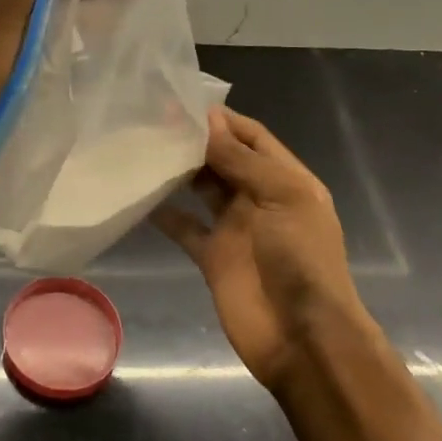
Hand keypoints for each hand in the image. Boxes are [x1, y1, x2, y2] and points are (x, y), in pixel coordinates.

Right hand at [153, 108, 367, 391]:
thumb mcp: (281, 197)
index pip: (251, 137)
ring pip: (201, 188)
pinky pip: (184, 227)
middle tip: (151, 120)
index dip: (221, 119)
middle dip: (194, 140)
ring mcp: (235, 227)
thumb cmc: (301, 258)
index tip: (180, 102)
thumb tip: (208, 119)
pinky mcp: (212, 256)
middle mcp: (259, 198)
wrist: (302, 338)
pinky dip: (164, 213)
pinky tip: (139, 196)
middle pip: (223, 159)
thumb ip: (242, 159)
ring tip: (142, 148)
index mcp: (285, 179)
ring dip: (178, 171)